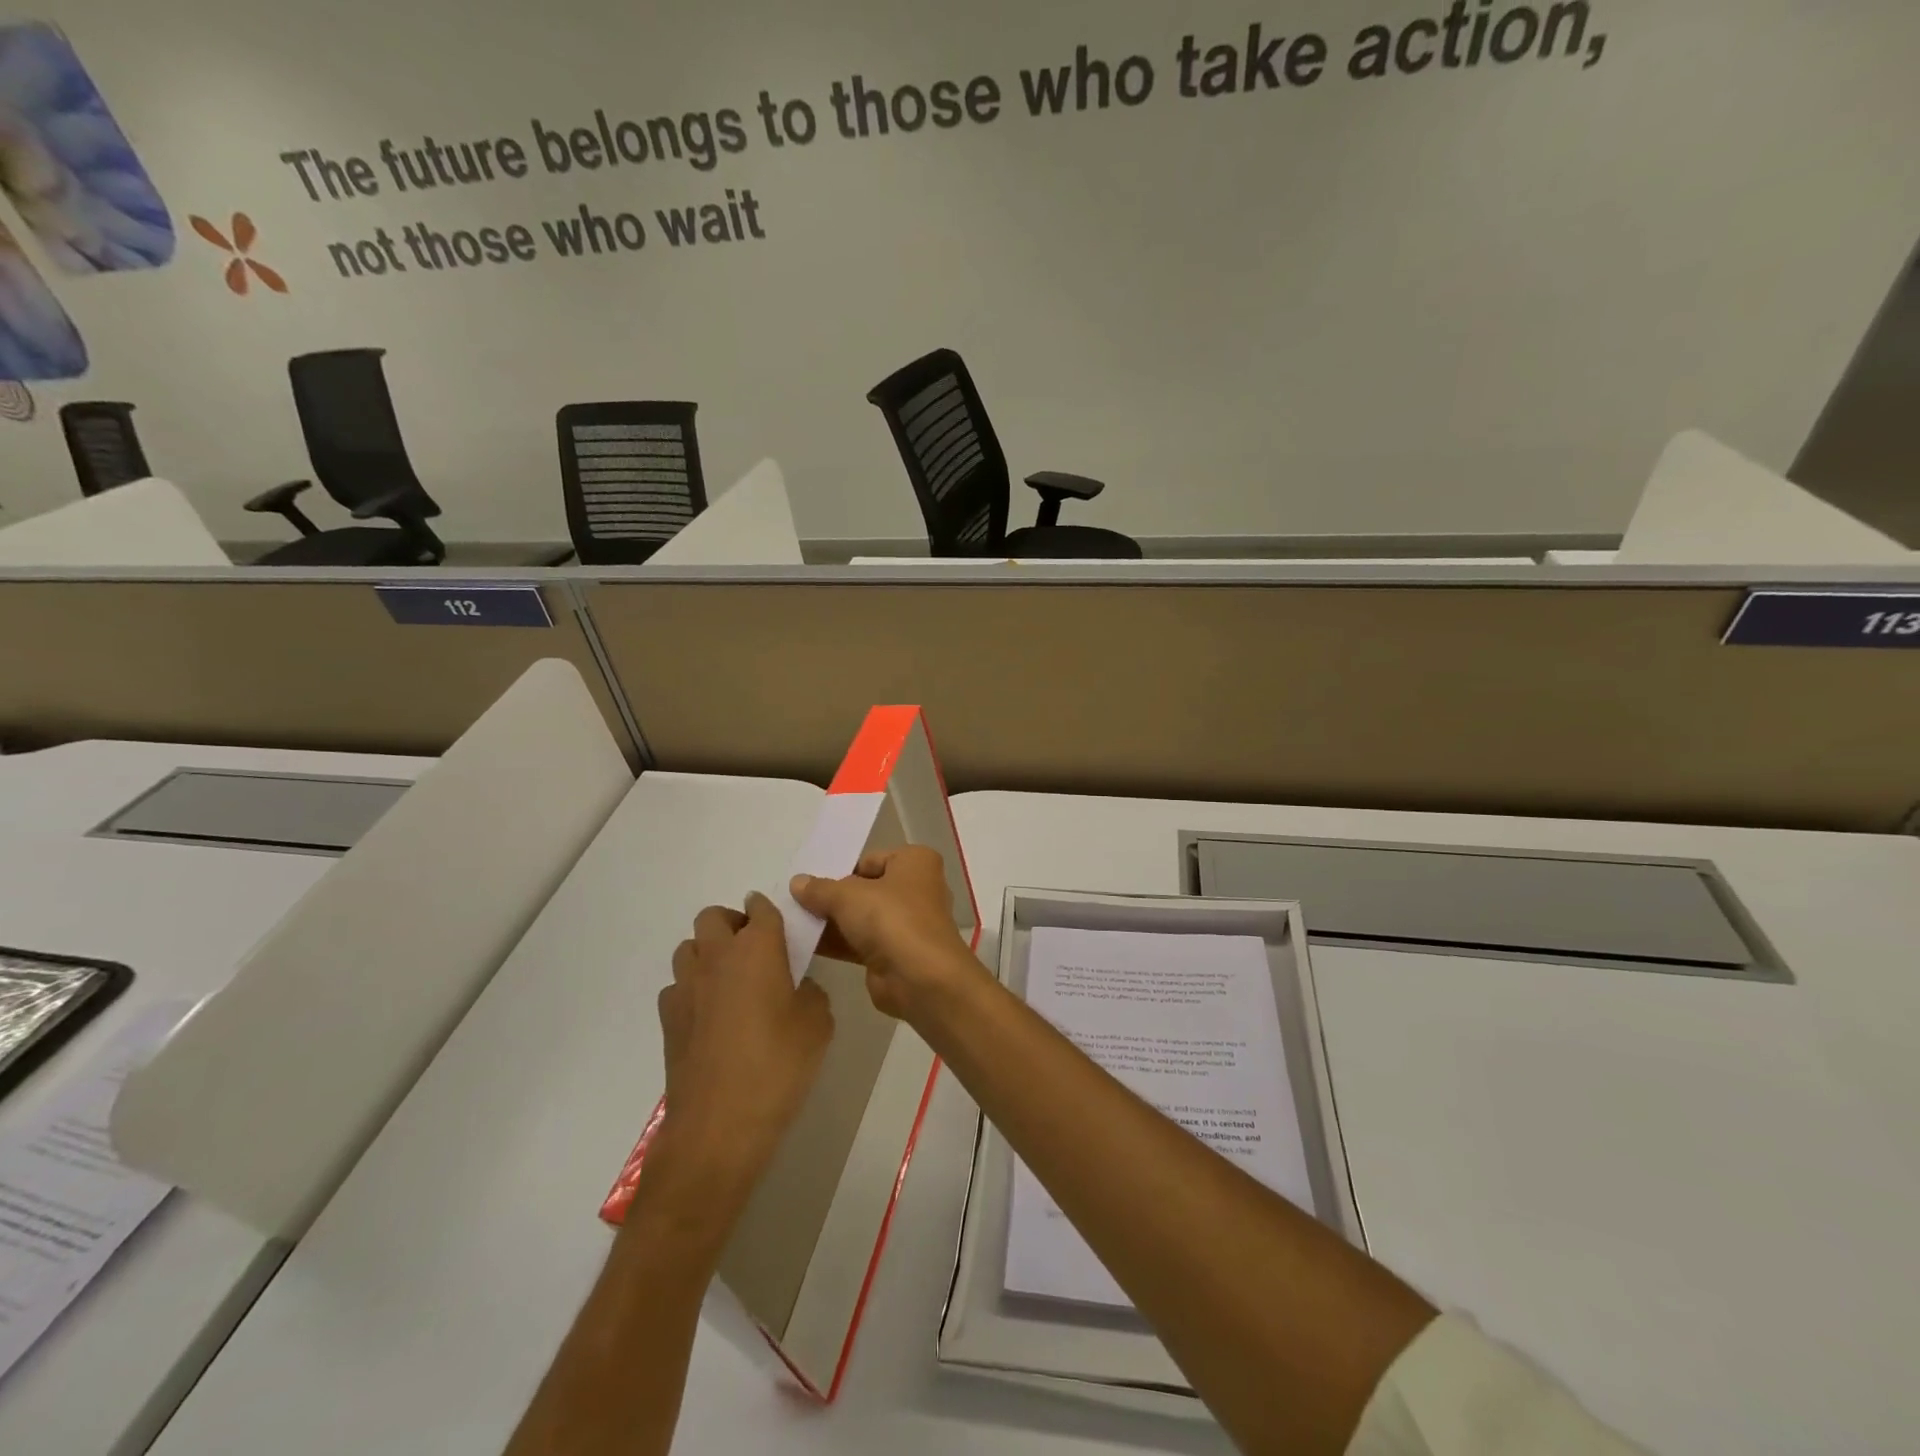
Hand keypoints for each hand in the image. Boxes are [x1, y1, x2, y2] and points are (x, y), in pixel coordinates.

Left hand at [651, 895, 833, 1209]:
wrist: (719, 1124)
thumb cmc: (778, 1065)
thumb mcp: (818, 1024)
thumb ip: (811, 992)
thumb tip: (796, 988)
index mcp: (758, 948)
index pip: (761, 909)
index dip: (768, 910)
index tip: (779, 925)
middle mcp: (717, 956)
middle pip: (713, 916)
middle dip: (732, 924)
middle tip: (753, 951)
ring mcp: (686, 986)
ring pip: (689, 947)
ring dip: (708, 953)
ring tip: (729, 980)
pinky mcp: (668, 1018)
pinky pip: (677, 986)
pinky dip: (692, 989)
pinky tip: (710, 1016)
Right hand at [790, 846, 980, 1022]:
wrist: (919, 979)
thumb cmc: (890, 919)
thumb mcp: (848, 896)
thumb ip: (820, 889)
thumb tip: (797, 882)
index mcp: (915, 862)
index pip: (870, 860)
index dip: (840, 870)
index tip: (810, 882)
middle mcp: (916, 889)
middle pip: (866, 889)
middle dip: (834, 898)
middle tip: (795, 902)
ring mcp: (908, 923)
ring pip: (863, 917)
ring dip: (832, 922)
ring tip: (793, 923)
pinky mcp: (896, 954)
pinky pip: (862, 942)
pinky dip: (838, 943)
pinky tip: (806, 945)